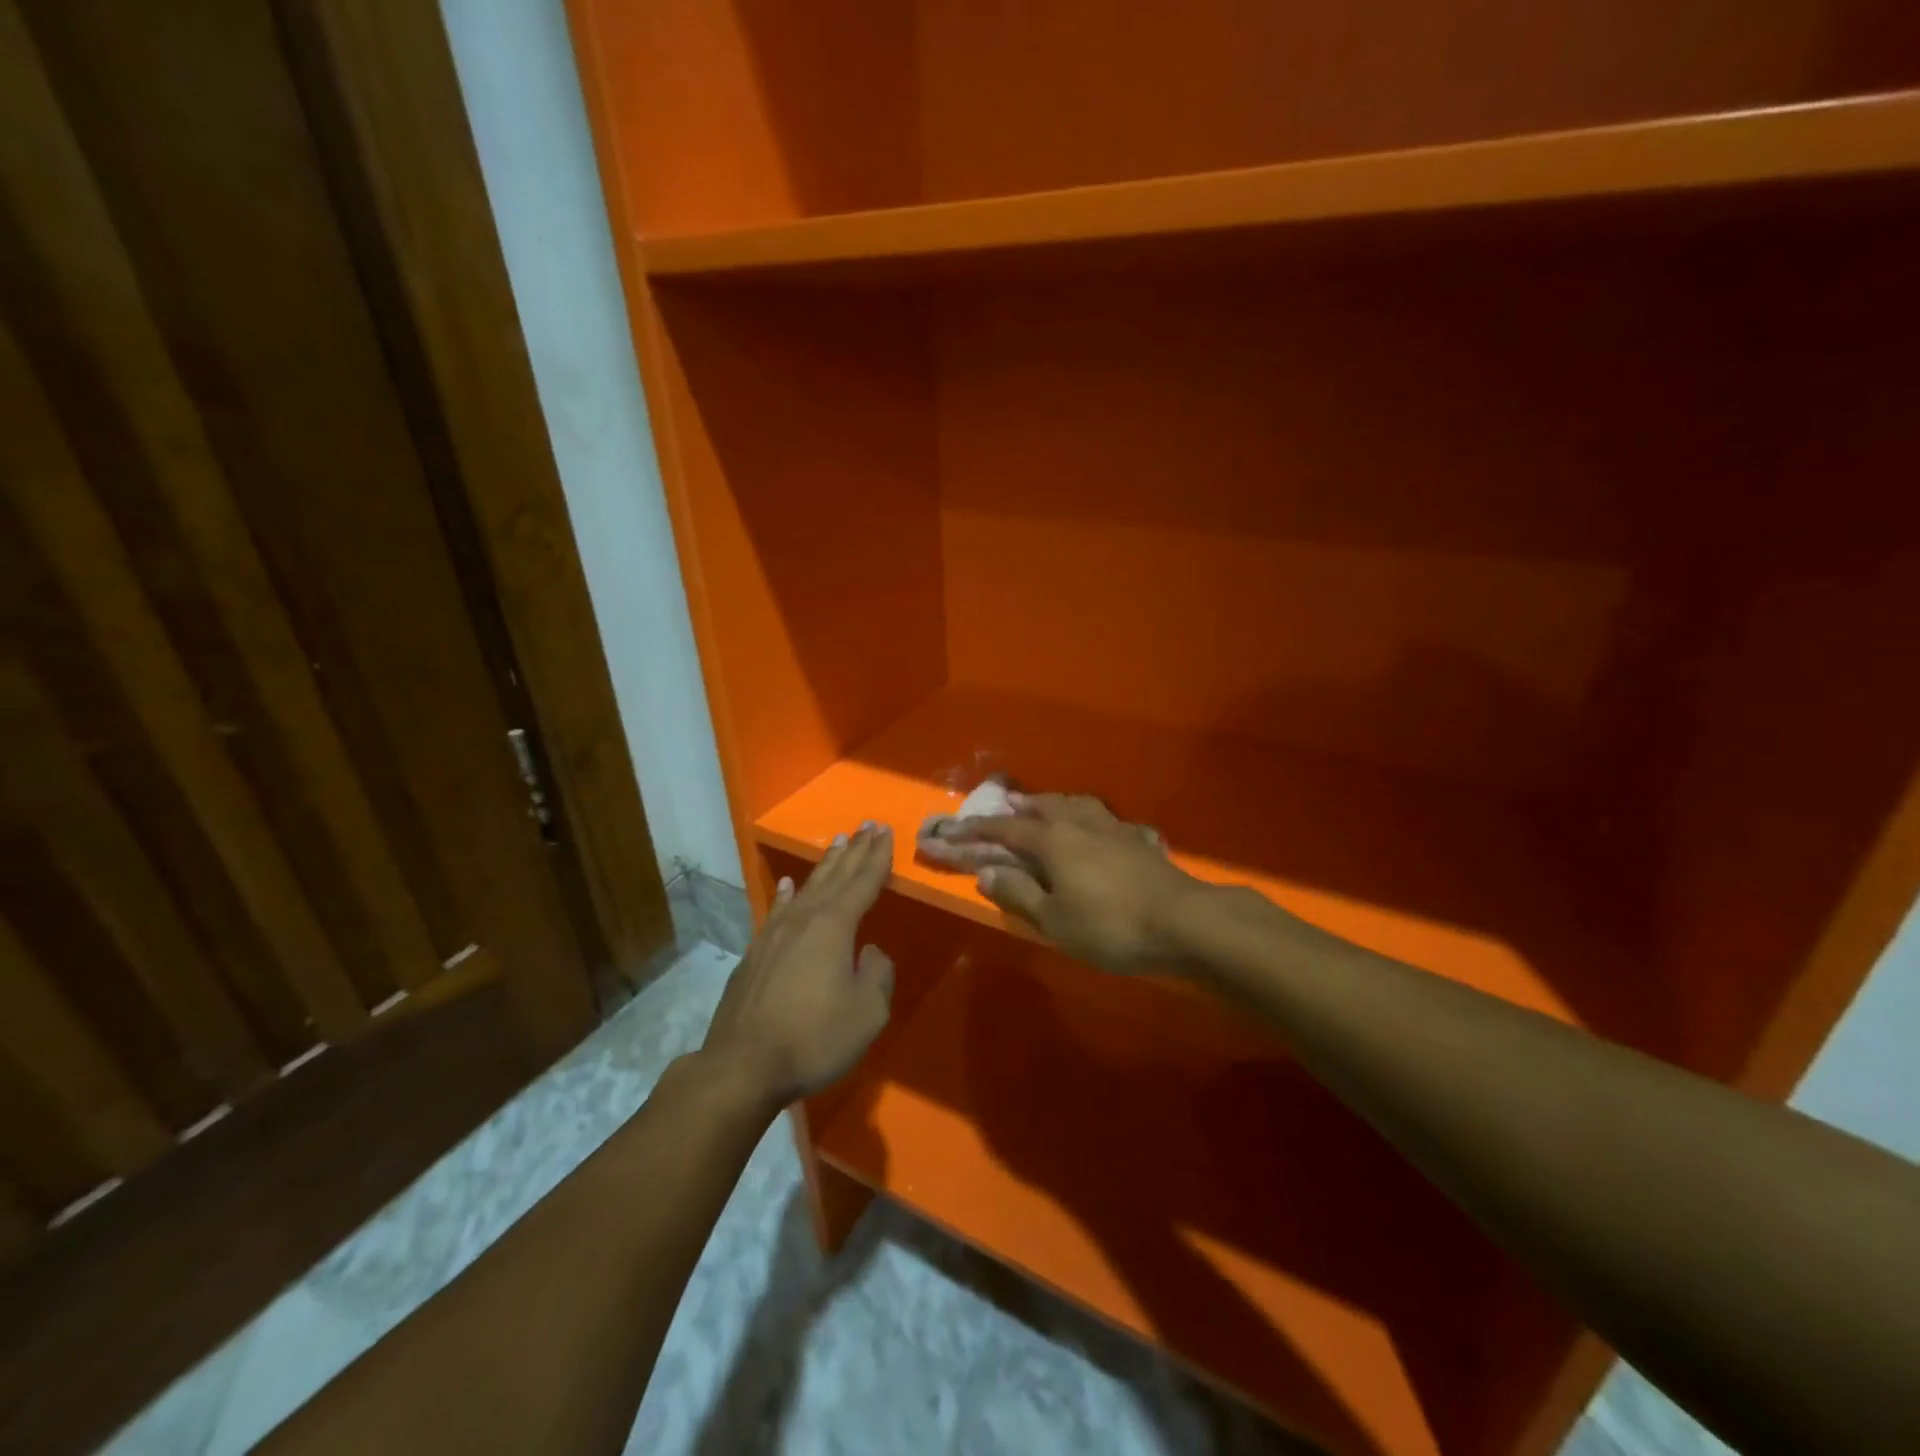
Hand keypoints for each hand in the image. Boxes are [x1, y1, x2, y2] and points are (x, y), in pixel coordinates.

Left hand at [699, 823, 895, 1107]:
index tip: (885, 831)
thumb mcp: (867, 1013)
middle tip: (867, 825)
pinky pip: (776, 911)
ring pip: (805, 888)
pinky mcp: (754, 954)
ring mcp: (774, 934)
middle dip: (854, 851)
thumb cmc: (814, 1038)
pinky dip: (785, 895)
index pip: (863, 882)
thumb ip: (877, 975)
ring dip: (825, 865)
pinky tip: (786, 885)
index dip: (877, 857)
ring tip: (837, 843)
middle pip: (835, 876)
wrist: (742, 1066)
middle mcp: (804, 919)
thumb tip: (869, 953)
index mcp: (834, 926)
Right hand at [948, 794, 1212, 973]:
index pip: (1007, 828)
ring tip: (1047, 805)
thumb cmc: (1110, 924)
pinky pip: (1106, 819)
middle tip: (1006, 805)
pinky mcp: (1139, 840)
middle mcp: (1080, 823)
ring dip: (1056, 803)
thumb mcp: (1054, 919)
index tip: (956, 827)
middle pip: (1044, 806)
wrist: (1183, 921)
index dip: (979, 828)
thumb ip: (1019, 893)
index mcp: (1053, 839)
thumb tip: (986, 872)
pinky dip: (1091, 818)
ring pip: (1077, 805)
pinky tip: (1099, 826)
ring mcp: (1114, 828)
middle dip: (1021, 806)